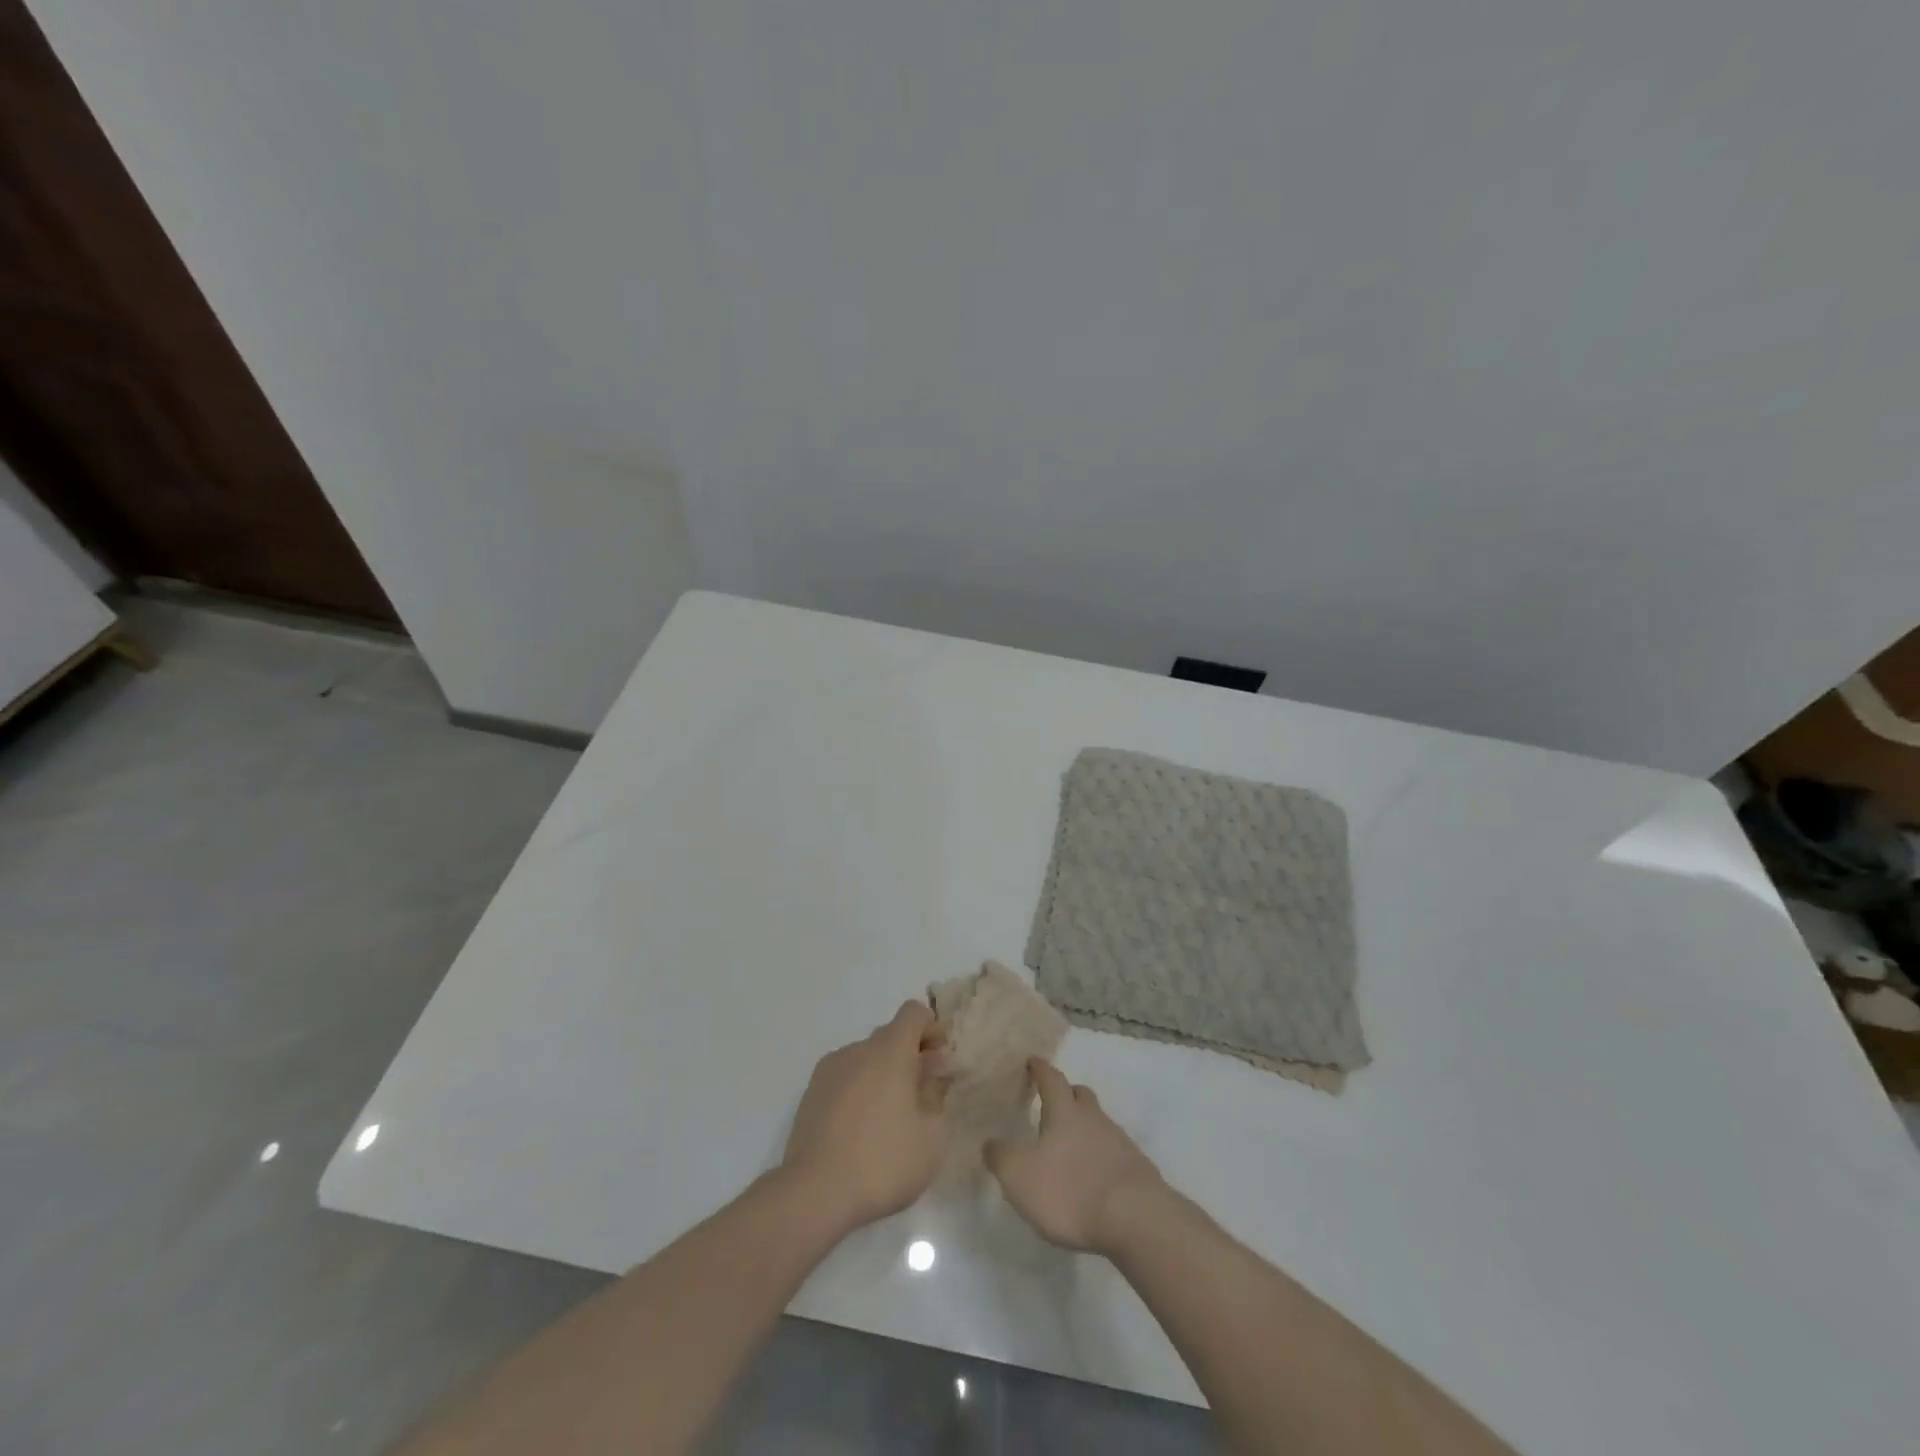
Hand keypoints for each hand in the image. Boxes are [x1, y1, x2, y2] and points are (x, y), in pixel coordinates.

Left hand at [781, 1001, 949, 1233]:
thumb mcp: (931, 1135)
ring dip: (884, 1075)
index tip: (939, 1062)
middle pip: (890, 1036)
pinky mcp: (811, 1093)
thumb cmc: (883, 1161)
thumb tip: (934, 1069)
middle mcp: (857, 1050)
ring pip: (866, 1059)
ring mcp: (829, 1070)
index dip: (932, 1029)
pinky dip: (859, 1090)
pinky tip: (861, 1130)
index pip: (914, 1012)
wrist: (815, 1194)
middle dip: (910, 1056)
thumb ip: (936, 1093)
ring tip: (890, 1120)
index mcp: (889, 1050)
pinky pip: (845, 1078)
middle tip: (922, 1096)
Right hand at [985, 1059, 1164, 1255]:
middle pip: (1081, 1095)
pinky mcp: (1136, 1170)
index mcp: (1064, 1112)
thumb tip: (990, 1142)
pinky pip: (1114, 1152)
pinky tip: (1093, 1177)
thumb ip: (1000, 1157)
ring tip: (1070, 1147)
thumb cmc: (1070, 1190)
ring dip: (1085, 1128)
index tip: (1033, 1061)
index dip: (1040, 1069)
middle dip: (1067, 1094)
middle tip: (1054, 1103)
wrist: (1135, 1218)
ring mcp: (1119, 1142)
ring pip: (1099, 1123)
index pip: (1051, 1079)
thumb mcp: (1019, 1176)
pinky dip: (1100, 1157)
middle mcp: (1094, 1118)